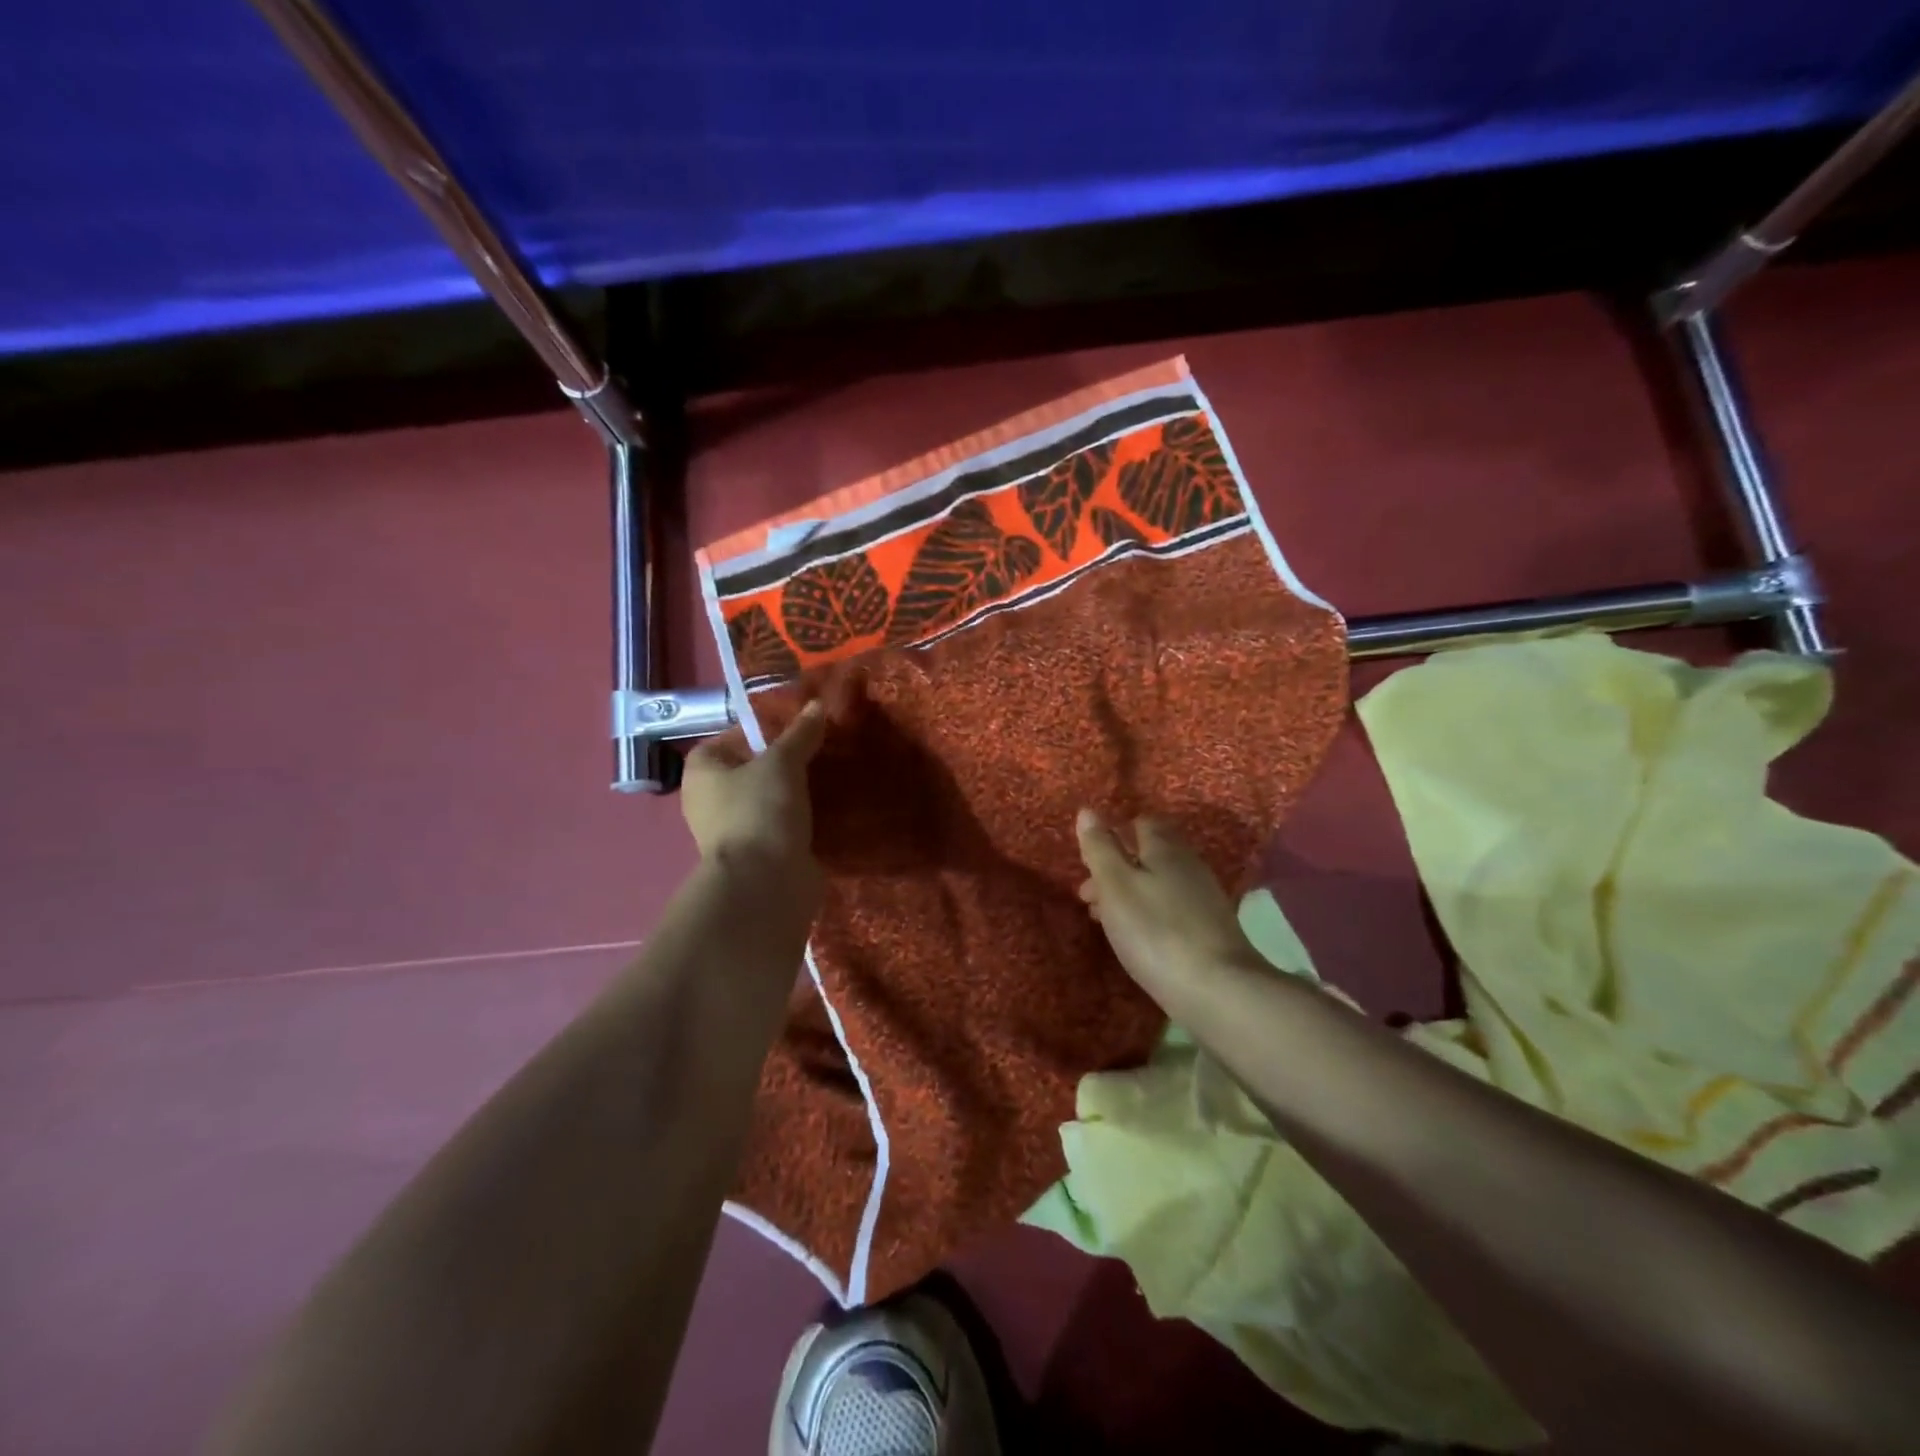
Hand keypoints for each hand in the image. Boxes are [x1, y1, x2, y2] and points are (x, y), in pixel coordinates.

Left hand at [681, 700, 827, 872]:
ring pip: (767, 799)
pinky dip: (800, 818)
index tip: (793, 729)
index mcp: (701, 772)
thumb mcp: (783, 762)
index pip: (727, 739)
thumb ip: (800, 734)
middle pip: (749, 770)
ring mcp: (733, 831)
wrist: (765, 883)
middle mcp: (709, 801)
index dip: (758, 730)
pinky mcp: (758, 854)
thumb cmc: (760, 811)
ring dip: (793, 792)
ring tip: (827, 775)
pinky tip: (827, 807)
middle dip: (781, 762)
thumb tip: (816, 704)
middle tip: (816, 750)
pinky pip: (781, 826)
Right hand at [1075, 809, 1258, 1006]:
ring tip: (1103, 920)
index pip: (1141, 823)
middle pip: (1149, 855)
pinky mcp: (1210, 930)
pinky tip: (1137, 938)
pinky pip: (1171, 910)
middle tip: (1087, 896)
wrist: (1218, 990)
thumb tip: (1088, 811)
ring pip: (1158, 884)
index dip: (1114, 836)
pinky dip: (1148, 916)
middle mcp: (1190, 866)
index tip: (1090, 860)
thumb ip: (1100, 848)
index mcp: (1166, 848)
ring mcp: (1204, 899)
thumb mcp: (1116, 885)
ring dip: (1129, 895)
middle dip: (1116, 869)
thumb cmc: (1155, 930)